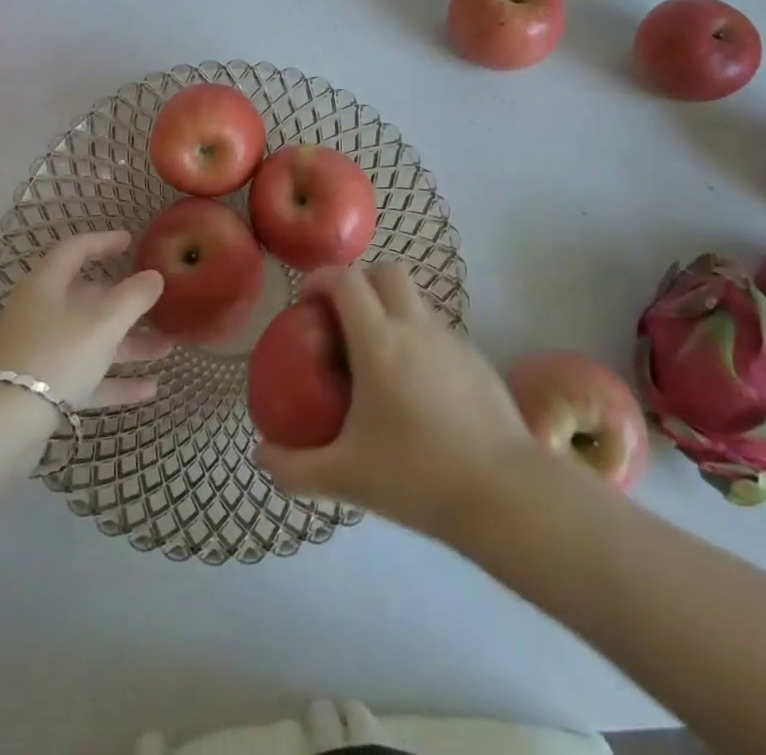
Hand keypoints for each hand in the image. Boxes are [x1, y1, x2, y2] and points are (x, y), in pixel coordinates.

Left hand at [0, 230, 169, 408]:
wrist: (3, 426)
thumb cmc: (56, 355)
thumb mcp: (103, 322)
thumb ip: (134, 297)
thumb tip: (154, 276)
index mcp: (47, 285)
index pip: (75, 250)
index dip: (103, 242)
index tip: (130, 242)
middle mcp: (41, 313)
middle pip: (88, 299)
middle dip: (127, 303)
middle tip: (159, 303)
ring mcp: (41, 352)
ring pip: (91, 340)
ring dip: (129, 344)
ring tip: (168, 347)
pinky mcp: (43, 388)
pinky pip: (86, 376)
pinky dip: (115, 379)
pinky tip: (150, 389)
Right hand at [256, 262, 539, 541]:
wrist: (505, 494)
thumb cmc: (417, 477)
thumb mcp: (346, 477)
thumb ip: (294, 468)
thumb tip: (259, 456)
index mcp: (379, 341)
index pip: (346, 280)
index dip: (321, 279)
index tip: (306, 301)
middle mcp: (416, 327)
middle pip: (387, 271)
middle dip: (360, 281)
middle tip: (343, 318)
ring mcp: (451, 340)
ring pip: (416, 300)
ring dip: (391, 310)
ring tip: (378, 357)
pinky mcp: (477, 359)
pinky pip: (438, 331)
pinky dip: (418, 339)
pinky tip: (417, 388)